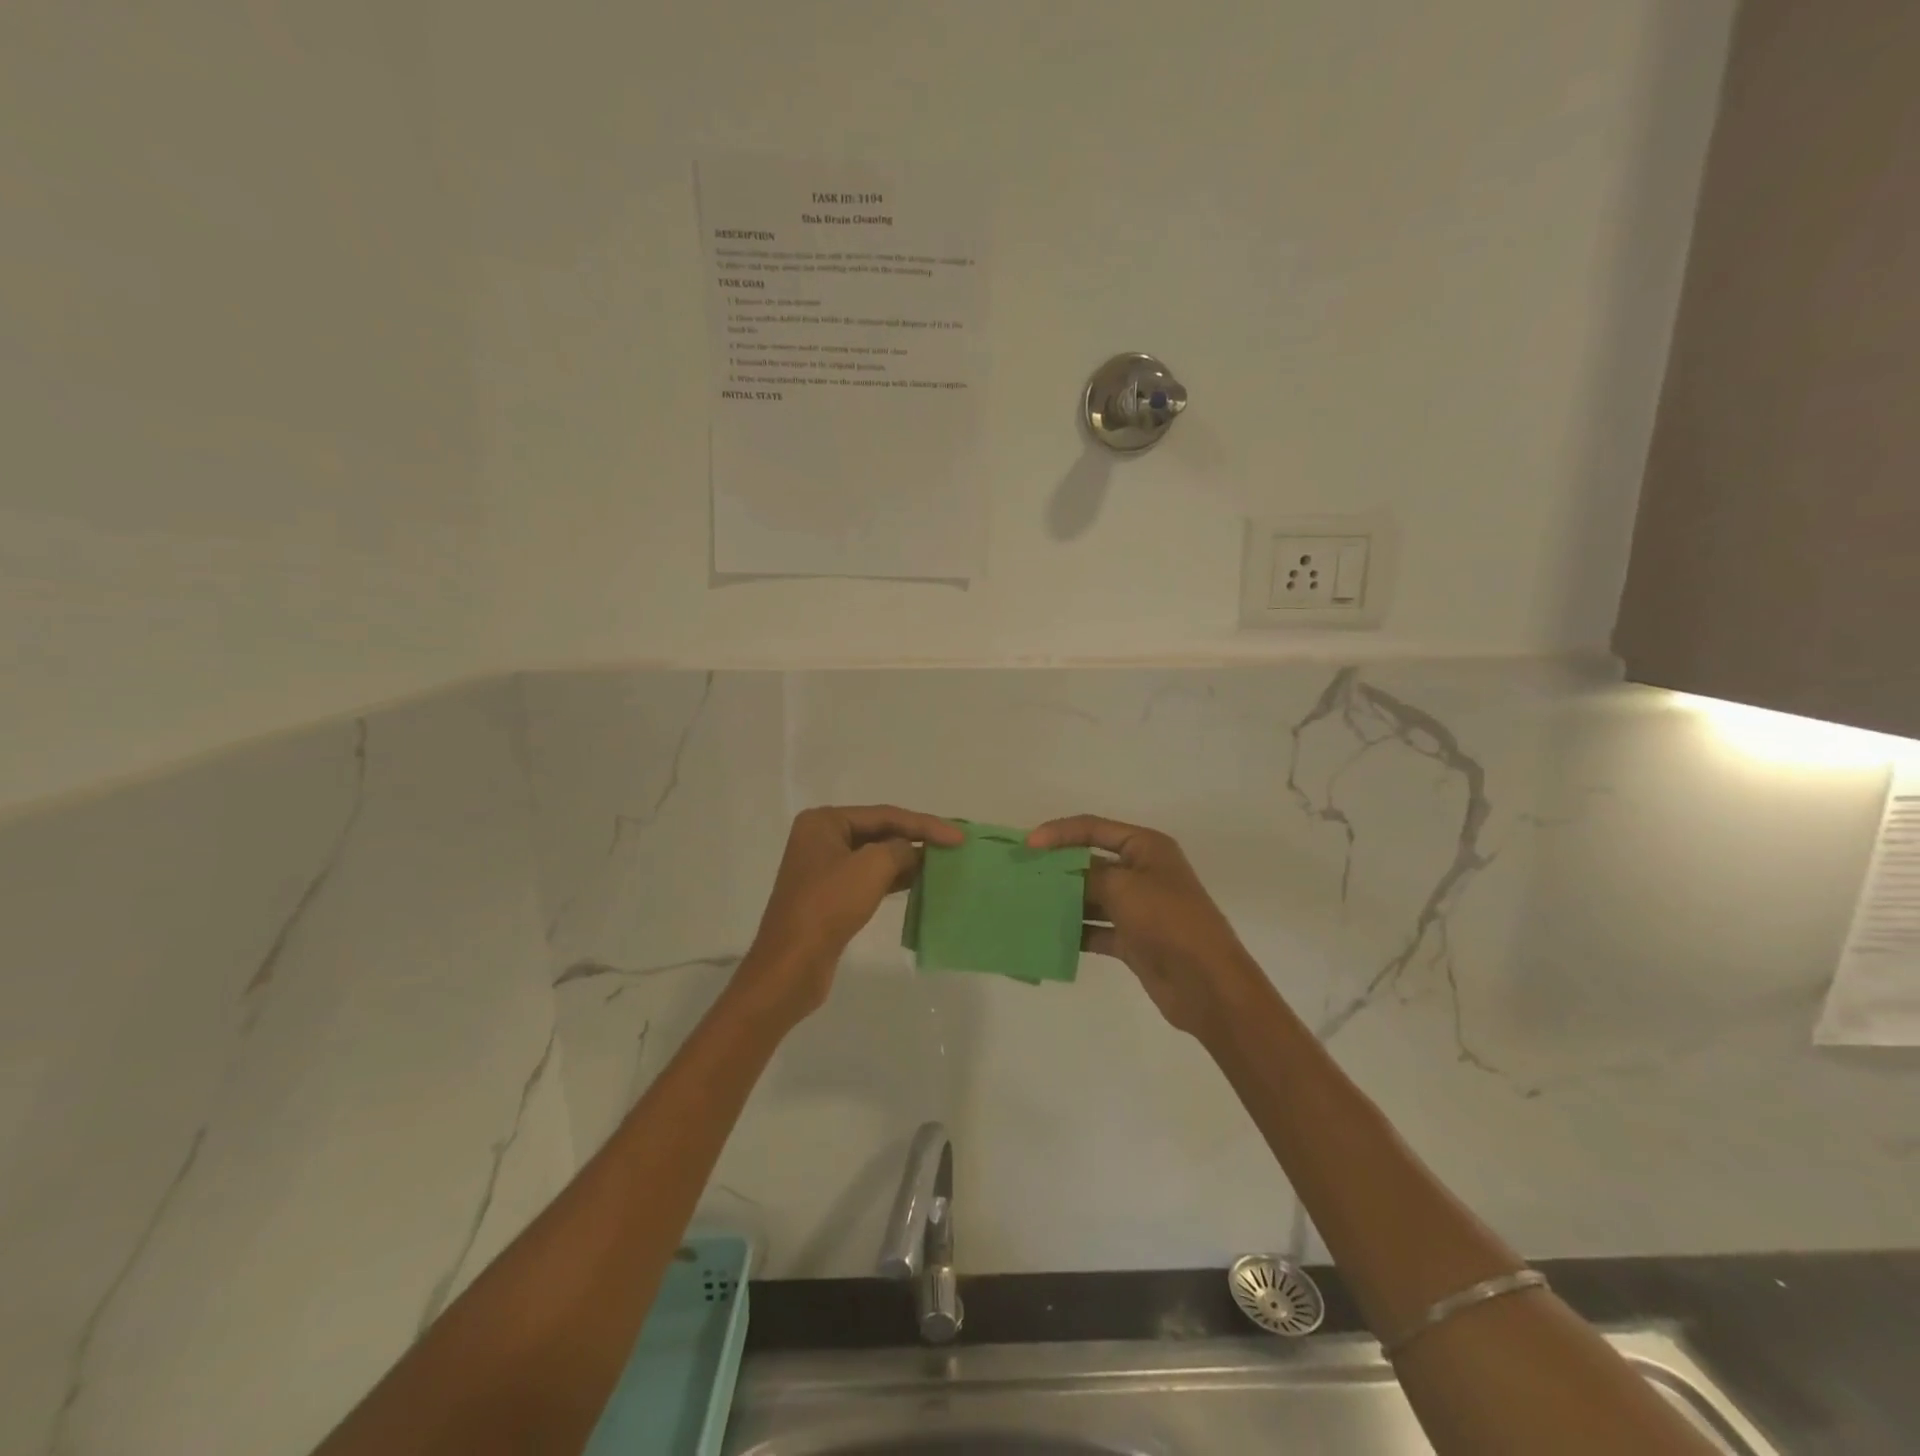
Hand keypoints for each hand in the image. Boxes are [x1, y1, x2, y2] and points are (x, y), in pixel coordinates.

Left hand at [734, 805, 963, 1026]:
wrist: (791, 966)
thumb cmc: (828, 906)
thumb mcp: (872, 867)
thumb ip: (900, 849)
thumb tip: (914, 852)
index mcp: (824, 822)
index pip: (885, 815)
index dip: (925, 824)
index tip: (959, 836)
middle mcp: (822, 839)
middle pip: (880, 832)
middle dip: (917, 839)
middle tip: (954, 845)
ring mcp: (825, 869)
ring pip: (876, 856)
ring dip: (909, 860)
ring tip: (944, 864)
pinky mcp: (831, 897)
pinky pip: (870, 878)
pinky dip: (895, 879)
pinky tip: (921, 883)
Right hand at [1027, 814, 1265, 1041]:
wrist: (1207, 983)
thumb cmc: (1168, 921)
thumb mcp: (1123, 887)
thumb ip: (1086, 875)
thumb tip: (1060, 875)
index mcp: (1146, 847)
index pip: (1094, 828)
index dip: (1059, 832)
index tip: (1028, 845)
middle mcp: (1142, 872)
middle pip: (1090, 862)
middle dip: (1057, 868)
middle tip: (1020, 873)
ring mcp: (1137, 908)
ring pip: (1091, 897)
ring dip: (1063, 900)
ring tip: (1026, 904)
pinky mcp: (1132, 940)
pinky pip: (1095, 929)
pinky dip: (1074, 932)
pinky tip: (1047, 935)